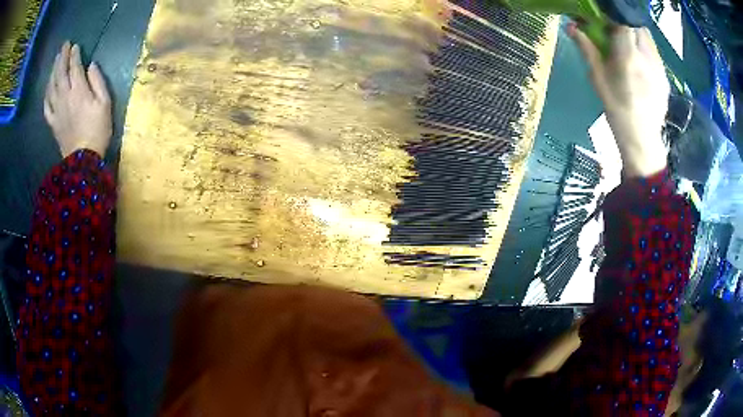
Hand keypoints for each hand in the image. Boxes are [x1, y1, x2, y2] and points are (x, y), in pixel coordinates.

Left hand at [44, 42, 111, 157]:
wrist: (83, 160)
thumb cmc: (97, 130)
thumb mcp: (105, 103)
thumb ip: (98, 82)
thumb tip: (91, 66)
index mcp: (78, 91)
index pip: (75, 67)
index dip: (74, 55)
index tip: (75, 45)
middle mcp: (64, 97)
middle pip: (61, 73)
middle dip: (62, 57)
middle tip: (64, 45)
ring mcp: (56, 110)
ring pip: (52, 86)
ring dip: (53, 71)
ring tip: (56, 60)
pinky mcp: (52, 122)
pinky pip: (46, 105)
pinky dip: (46, 93)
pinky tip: (48, 87)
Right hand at [568, 24, 668, 177]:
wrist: (642, 139)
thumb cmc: (617, 110)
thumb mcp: (597, 79)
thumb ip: (587, 49)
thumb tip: (572, 26)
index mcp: (628, 57)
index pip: (624, 21)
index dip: (613, 15)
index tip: (604, 19)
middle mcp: (647, 58)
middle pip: (637, 25)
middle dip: (625, 23)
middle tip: (615, 33)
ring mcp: (659, 67)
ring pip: (648, 37)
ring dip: (636, 34)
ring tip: (628, 48)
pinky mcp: (665, 75)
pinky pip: (654, 51)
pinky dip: (645, 48)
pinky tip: (640, 63)